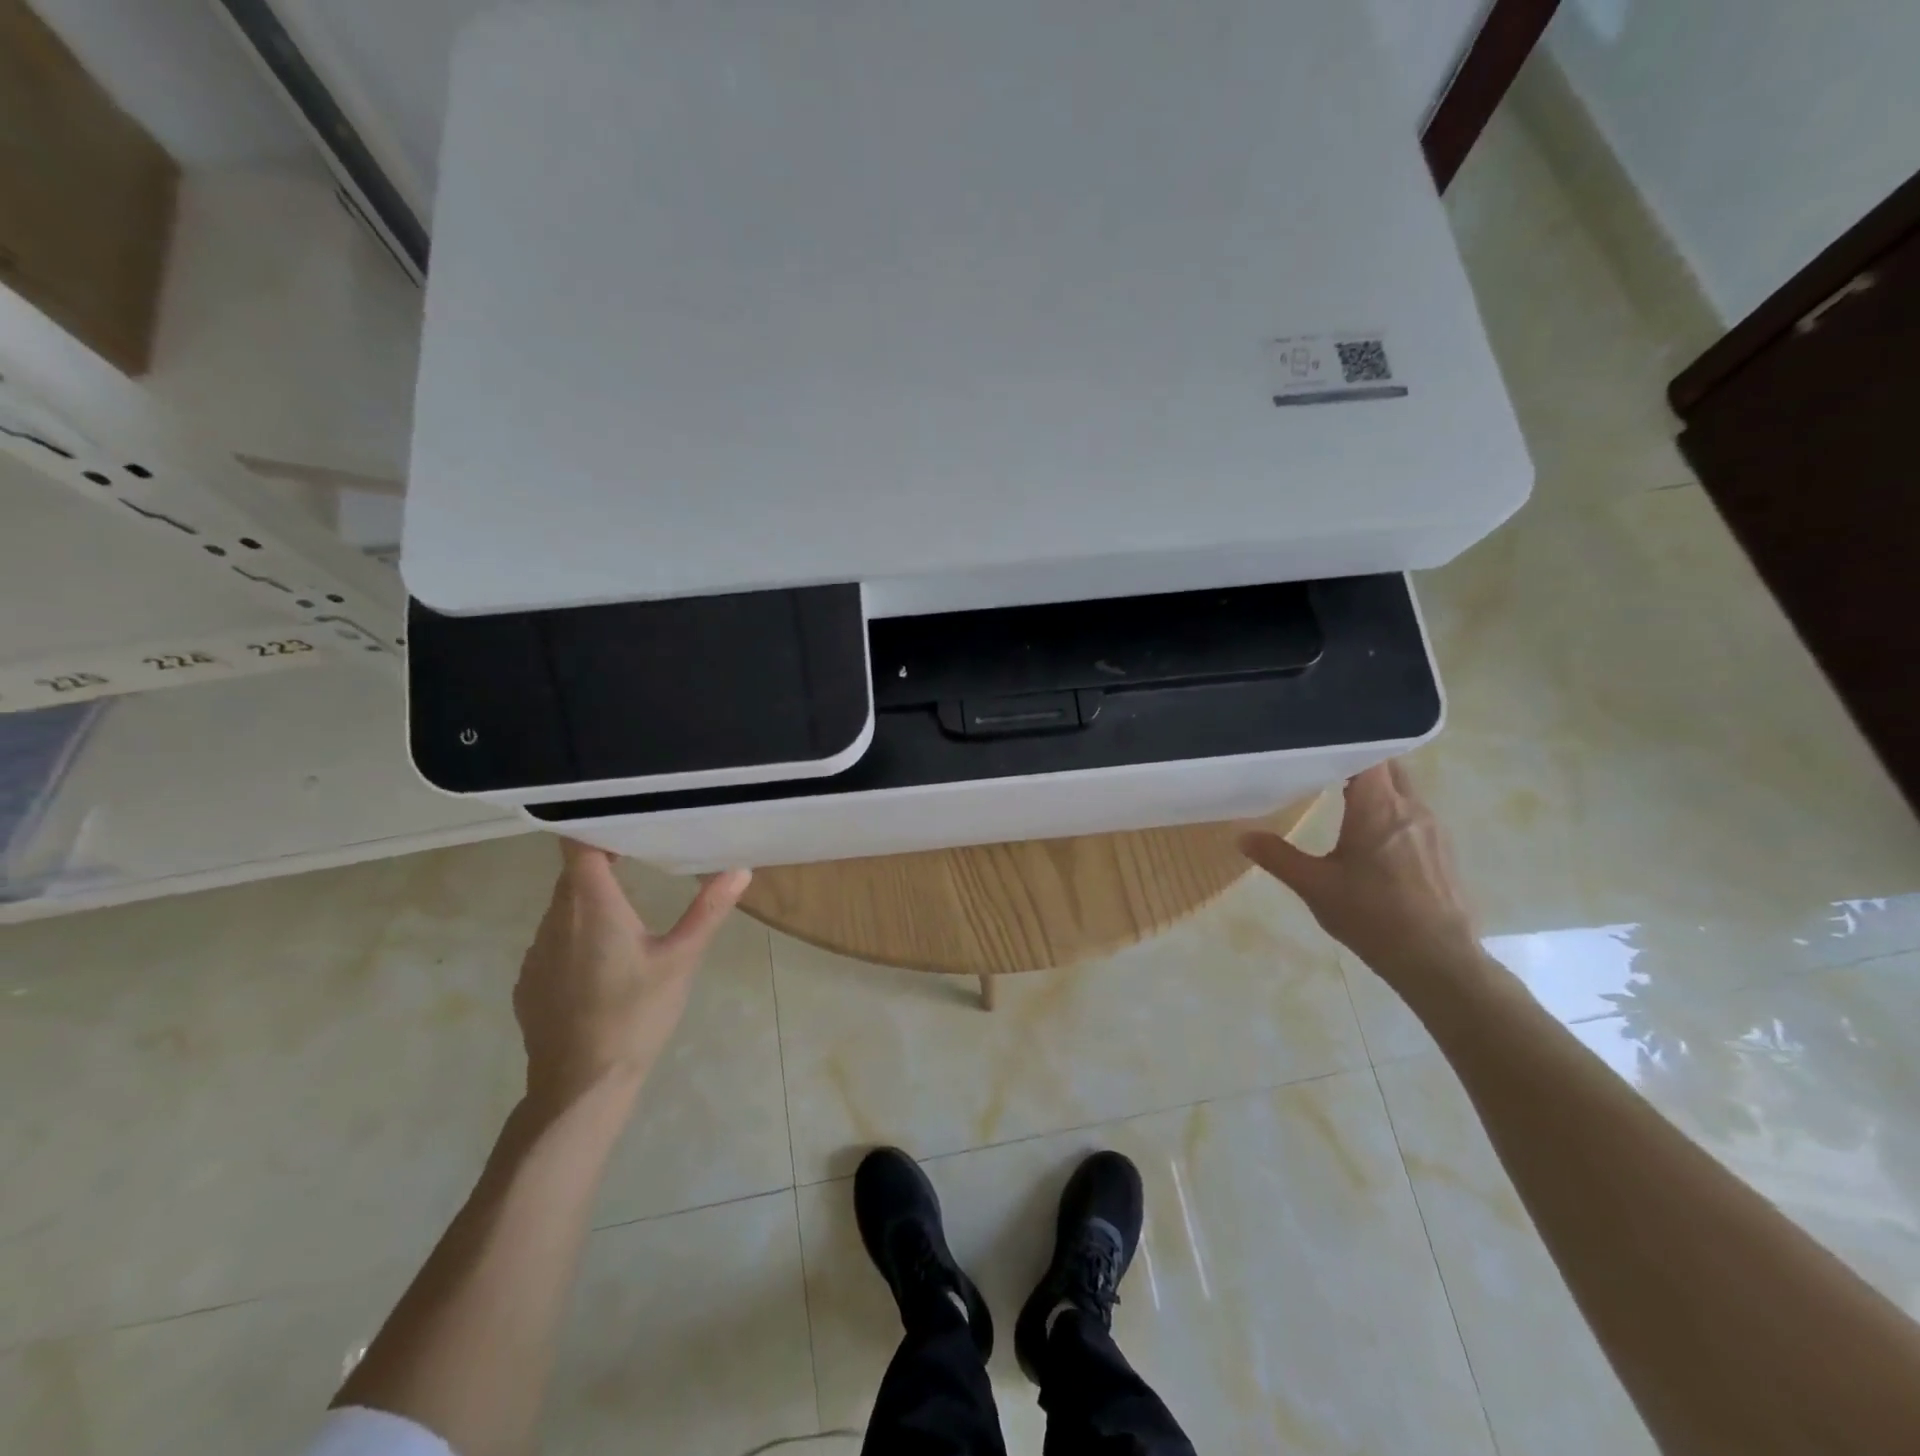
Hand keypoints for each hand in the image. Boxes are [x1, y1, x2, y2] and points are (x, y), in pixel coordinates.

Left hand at [513, 840, 750, 1108]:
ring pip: (561, 908)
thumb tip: (740, 868)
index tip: (623, 820)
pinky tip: (602, 961)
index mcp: (591, 905)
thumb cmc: (636, 1015)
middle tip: (640, 855)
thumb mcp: (681, 959)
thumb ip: (708, 910)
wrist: (581, 1086)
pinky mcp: (529, 981)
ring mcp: (536, 952)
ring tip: (626, 907)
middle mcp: (554, 920)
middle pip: (572, 874)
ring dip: (589, 900)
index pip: (578, 845)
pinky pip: (552, 941)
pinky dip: (575, 935)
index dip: (595, 827)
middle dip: (601, 861)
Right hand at [1240, 761, 1485, 989]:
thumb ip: (1278, 856)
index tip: (1315, 744)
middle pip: (1388, 766)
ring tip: (1342, 795)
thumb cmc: (1371, 916)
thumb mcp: (1314, 886)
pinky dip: (1391, 810)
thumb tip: (1242, 836)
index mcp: (1379, 808)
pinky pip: (1414, 813)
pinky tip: (1371, 834)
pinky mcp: (1442, 849)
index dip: (1343, 744)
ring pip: (1403, 789)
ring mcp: (1432, 828)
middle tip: (1322, 764)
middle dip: (1358, 761)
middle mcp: (1411, 808)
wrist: (1436, 960)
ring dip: (1377, 787)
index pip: (1367, 754)